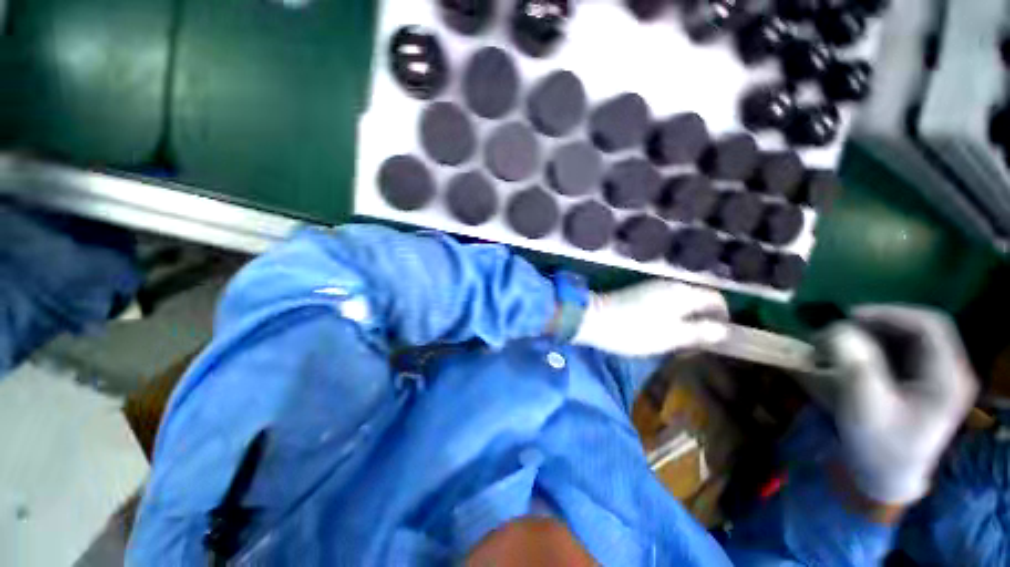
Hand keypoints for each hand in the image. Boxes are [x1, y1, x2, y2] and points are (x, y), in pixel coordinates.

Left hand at [572, 280, 727, 357]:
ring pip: (680, 302)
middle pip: (698, 299)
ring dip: (686, 320)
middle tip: (696, 344)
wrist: (594, 319)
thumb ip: (700, 332)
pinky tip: (660, 331)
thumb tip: (724, 330)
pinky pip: (664, 303)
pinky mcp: (638, 293)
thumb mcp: (671, 336)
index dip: (723, 317)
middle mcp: (669, 285)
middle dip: (703, 320)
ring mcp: (652, 288)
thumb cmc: (634, 330)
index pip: (716, 298)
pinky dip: (670, 316)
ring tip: (678, 342)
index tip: (717, 338)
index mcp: (682, 292)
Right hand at [819, 306, 978, 505]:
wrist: (886, 479)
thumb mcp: (864, 405)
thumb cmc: (879, 445)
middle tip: (842, 328)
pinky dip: (878, 346)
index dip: (890, 312)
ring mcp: (940, 377)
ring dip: (876, 334)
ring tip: (844, 341)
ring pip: (911, 337)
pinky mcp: (925, 383)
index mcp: (948, 377)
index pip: (930, 325)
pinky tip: (857, 354)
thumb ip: (854, 363)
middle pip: (921, 328)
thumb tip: (836, 328)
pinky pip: (905, 351)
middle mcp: (951, 371)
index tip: (849, 316)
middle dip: (879, 323)